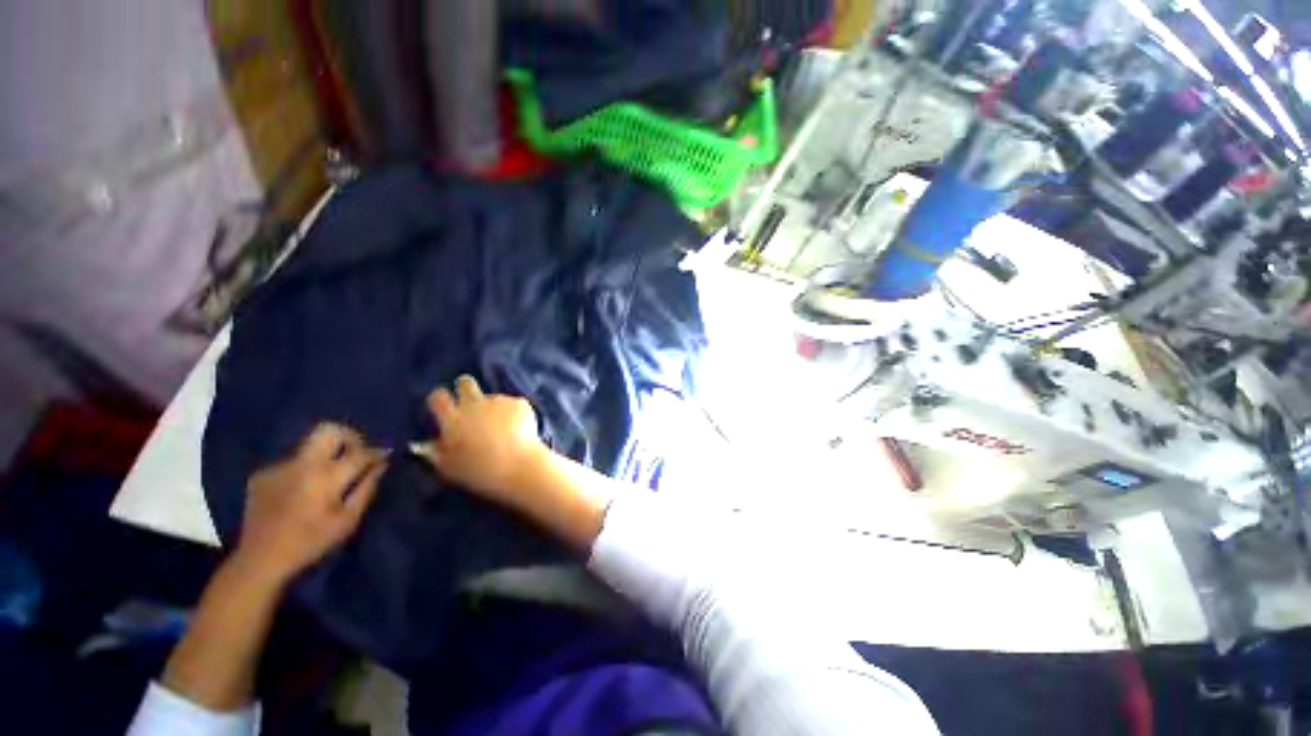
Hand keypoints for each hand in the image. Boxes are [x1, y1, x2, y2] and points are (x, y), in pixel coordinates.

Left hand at [232, 423, 387, 585]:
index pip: (359, 452)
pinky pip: (292, 462)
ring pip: (310, 447)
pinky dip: (304, 470)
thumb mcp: (348, 520)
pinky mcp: (262, 474)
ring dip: (325, 456)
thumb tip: (381, 464)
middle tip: (357, 453)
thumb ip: (367, 487)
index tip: (384, 455)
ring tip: (328, 478)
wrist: (259, 560)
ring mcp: (278, 467)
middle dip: (349, 436)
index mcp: (324, 477)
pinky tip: (302, 490)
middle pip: (329, 430)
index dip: (376, 451)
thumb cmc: (311, 543)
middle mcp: (301, 464)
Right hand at [417, 375, 547, 507]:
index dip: (440, 400)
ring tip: (503, 431)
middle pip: (466, 383)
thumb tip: (425, 445)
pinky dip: (514, 414)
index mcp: (453, 419)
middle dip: (466, 388)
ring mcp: (499, 401)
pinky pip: (513, 405)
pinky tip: (519, 430)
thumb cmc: (480, 472)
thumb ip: (435, 453)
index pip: (438, 397)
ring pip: (493, 399)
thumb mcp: (450, 468)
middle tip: (472, 405)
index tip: (444, 407)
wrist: (519, 466)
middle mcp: (474, 404)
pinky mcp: (519, 403)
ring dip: (494, 409)